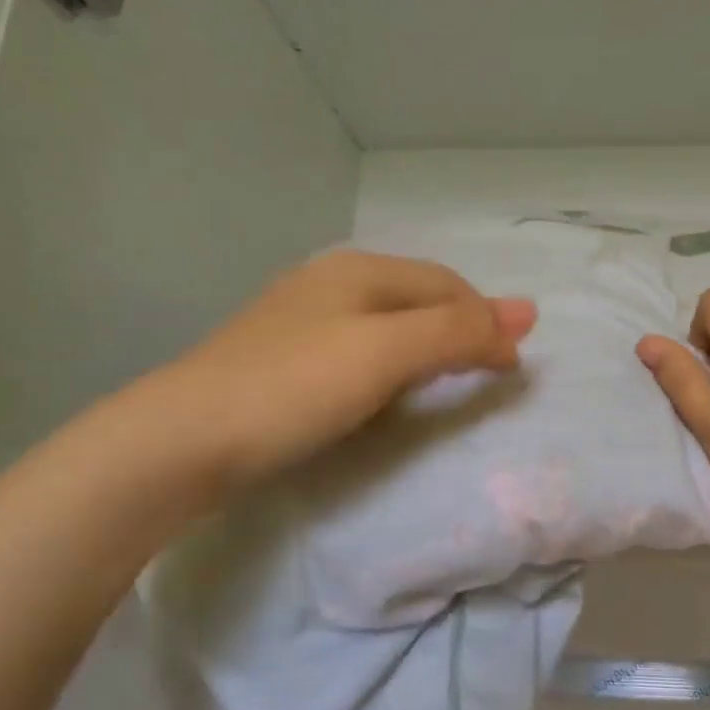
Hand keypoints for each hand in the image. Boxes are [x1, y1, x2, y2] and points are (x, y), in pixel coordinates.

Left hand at [148, 250, 535, 490]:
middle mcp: (331, 282)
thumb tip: (527, 314)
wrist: (183, 440)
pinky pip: (359, 349)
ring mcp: (301, 319)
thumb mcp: (388, 353)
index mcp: (359, 270)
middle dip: (461, 328)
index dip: (486, 319)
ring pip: (388, 323)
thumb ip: (457, 333)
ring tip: (451, 378)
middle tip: (490, 369)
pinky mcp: (282, 359)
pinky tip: (388, 388)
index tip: (513, 366)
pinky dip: (392, 365)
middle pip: (418, 298)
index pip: (447, 285)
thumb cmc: (296, 387)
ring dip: (429, 346)